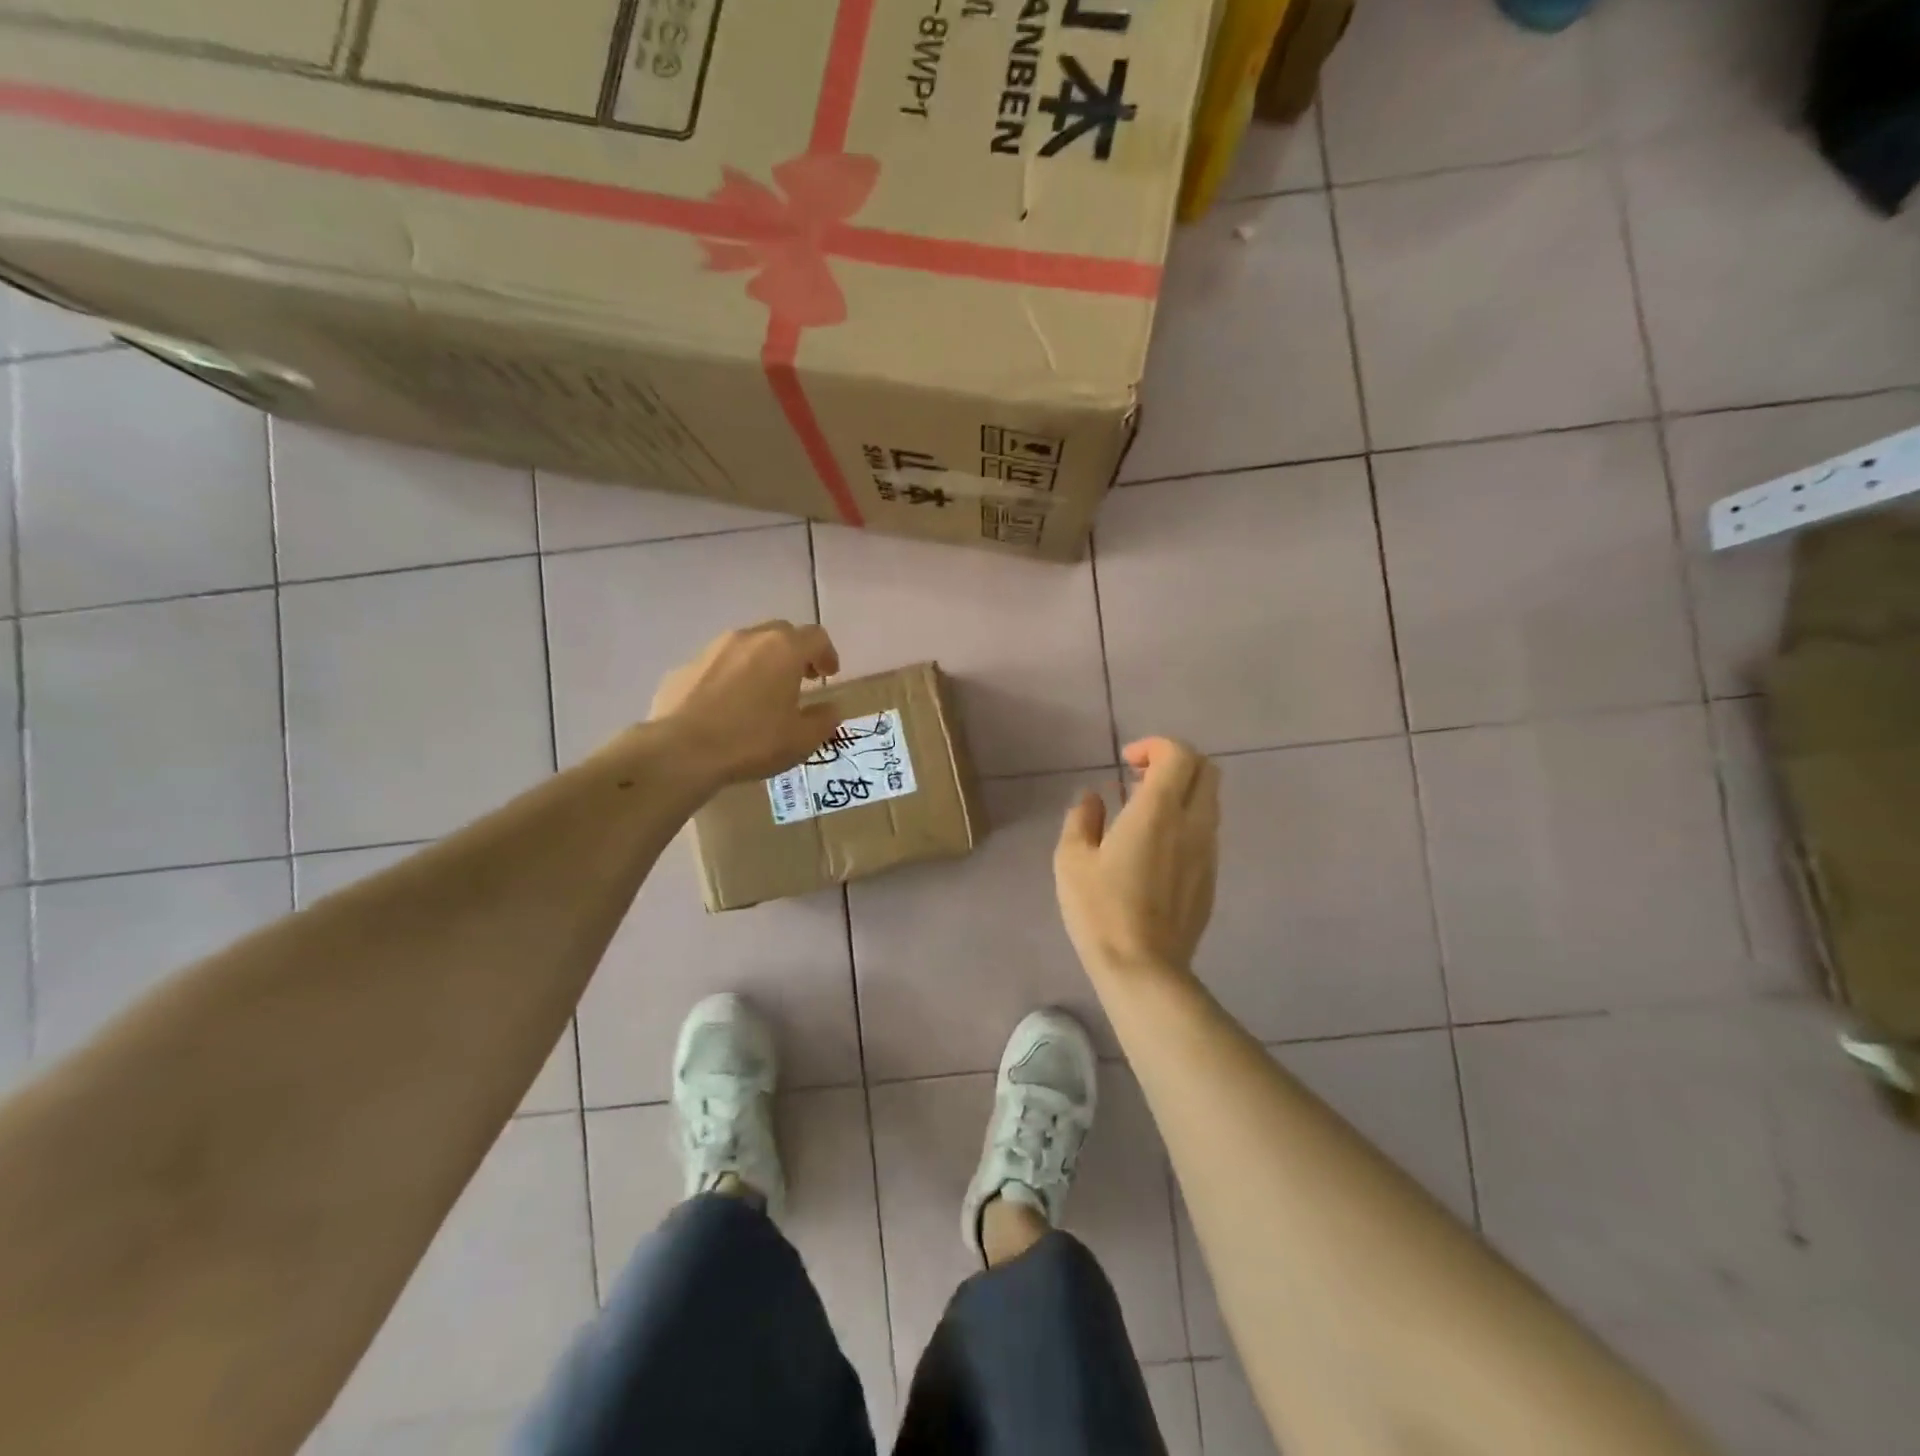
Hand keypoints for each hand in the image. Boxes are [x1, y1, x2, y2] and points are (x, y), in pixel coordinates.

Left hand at [650, 622, 841, 783]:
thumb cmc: (752, 741)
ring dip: (761, 662)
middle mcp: (749, 638)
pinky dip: (731, 677)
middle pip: (780, 633)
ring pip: (746, 645)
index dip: (827, 654)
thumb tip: (830, 709)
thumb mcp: (802, 739)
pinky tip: (728, 706)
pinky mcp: (684, 667)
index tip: (829, 675)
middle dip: (795, 653)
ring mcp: (712, 649)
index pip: (816, 637)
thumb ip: (824, 720)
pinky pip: (718, 665)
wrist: (681, 751)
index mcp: (783, 650)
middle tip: (800, 679)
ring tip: (763, 693)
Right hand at [1055, 737, 1218, 975]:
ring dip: (1182, 792)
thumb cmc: (1100, 910)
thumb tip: (1094, 799)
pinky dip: (1186, 820)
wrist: (1143, 968)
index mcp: (1158, 811)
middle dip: (1176, 761)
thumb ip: (1082, 818)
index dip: (1154, 746)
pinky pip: (1206, 831)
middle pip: (1206, 770)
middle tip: (1140, 777)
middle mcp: (1192, 824)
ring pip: (1210, 800)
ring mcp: (1208, 852)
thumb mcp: (1072, 860)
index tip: (1126, 762)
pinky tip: (1155, 848)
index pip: (1178, 754)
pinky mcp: (1211, 878)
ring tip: (1143, 813)